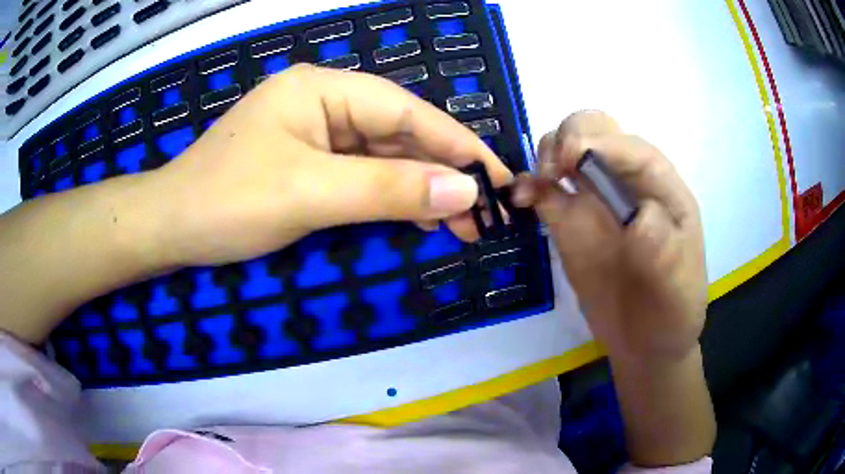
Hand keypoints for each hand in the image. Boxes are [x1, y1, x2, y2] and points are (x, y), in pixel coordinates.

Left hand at [148, 64, 511, 266]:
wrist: (170, 227)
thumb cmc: (226, 202)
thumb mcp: (309, 193)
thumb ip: (388, 189)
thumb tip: (465, 191)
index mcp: (322, 89)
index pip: (407, 112)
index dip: (458, 146)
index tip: (499, 179)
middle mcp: (324, 103)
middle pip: (400, 133)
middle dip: (444, 173)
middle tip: (485, 214)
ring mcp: (315, 133)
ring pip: (385, 156)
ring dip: (422, 189)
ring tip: (462, 224)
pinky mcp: (308, 163)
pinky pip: (363, 174)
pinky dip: (392, 196)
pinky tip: (418, 217)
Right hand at [513, 111, 706, 361]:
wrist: (646, 342)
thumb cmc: (672, 312)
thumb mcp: (679, 288)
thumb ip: (666, 252)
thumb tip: (636, 219)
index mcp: (659, 187)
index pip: (629, 147)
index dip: (600, 142)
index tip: (573, 160)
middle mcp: (625, 182)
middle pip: (595, 131)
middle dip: (571, 136)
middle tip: (557, 171)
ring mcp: (594, 200)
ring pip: (566, 150)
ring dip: (548, 153)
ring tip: (541, 185)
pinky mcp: (569, 222)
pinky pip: (544, 190)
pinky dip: (528, 185)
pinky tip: (520, 198)